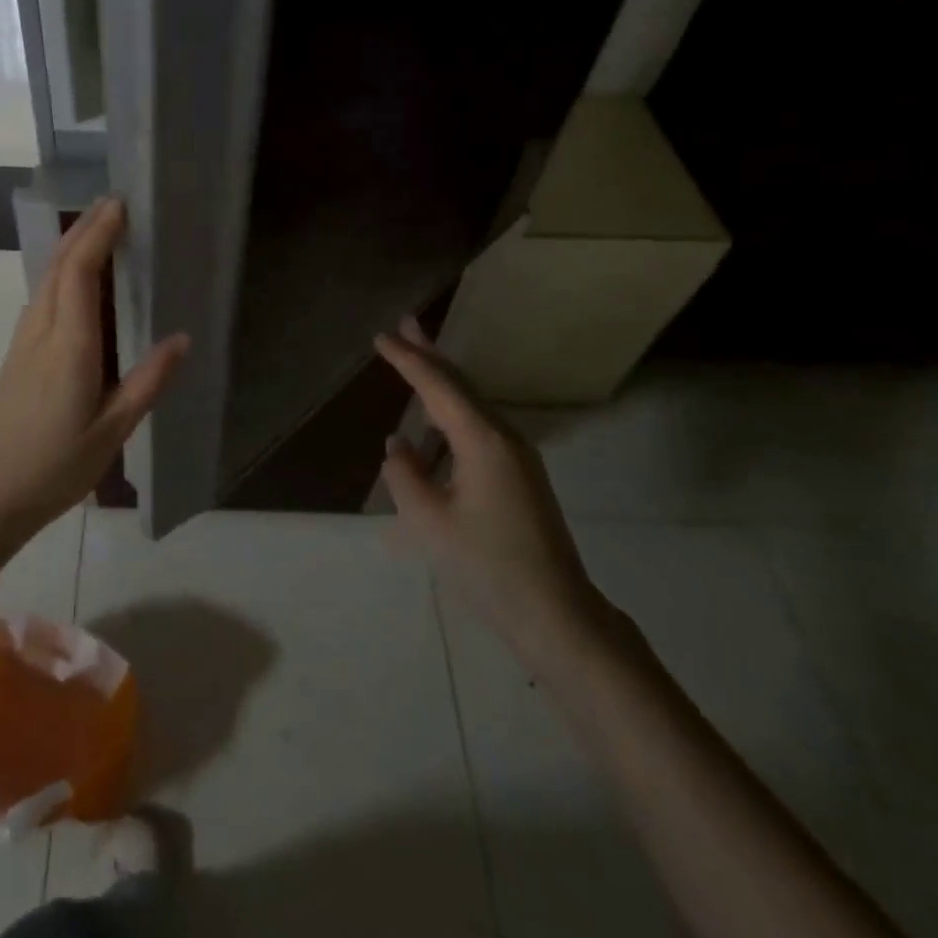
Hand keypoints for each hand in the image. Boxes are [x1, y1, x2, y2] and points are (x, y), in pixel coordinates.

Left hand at [0, 198, 189, 530]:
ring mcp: (23, 341)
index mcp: (70, 348)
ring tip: (99, 228)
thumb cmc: (56, 467)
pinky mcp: (16, 353)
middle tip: (113, 203)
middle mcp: (42, 332)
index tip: (119, 206)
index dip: (98, 235)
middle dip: (84, 229)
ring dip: (70, 246)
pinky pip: (41, 296)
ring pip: (45, 278)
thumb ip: (147, 381)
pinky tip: (75, 277)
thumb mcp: (113, 431)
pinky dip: (61, 271)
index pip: (80, 273)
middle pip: (58, 265)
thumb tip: (181, 338)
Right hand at [376, 319, 604, 665]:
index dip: (407, 360)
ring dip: (441, 379)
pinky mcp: (519, 474)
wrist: (556, 613)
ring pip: (472, 402)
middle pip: (460, 383)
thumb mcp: (429, 522)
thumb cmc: (487, 566)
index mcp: (482, 440)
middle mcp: (504, 436)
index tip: (381, 337)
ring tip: (414, 357)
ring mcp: (517, 455)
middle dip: (429, 353)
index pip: (437, 386)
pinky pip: (478, 424)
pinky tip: (434, 417)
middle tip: (404, 324)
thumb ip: (404, 475)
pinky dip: (451, 408)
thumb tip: (399, 445)